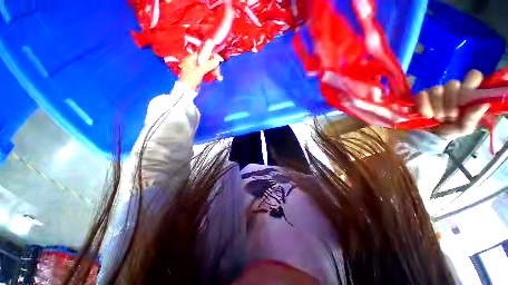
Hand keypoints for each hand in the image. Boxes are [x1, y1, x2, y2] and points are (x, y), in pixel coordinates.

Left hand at [179, 40, 223, 89]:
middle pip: (208, 60)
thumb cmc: (190, 80)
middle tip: (218, 74)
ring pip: (209, 67)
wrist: (186, 91)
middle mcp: (195, 61)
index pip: (204, 53)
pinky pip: (209, 72)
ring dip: (215, 71)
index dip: (212, 56)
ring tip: (219, 78)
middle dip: (214, 66)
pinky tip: (218, 78)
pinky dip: (213, 74)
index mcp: (192, 58)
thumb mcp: (199, 72)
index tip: (220, 61)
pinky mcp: (201, 74)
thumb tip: (217, 59)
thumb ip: (208, 65)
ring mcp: (198, 68)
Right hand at [416, 69, 490, 138]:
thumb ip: (473, 117)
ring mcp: (435, 91)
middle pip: (453, 84)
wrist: (426, 138)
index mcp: (466, 94)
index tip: (465, 102)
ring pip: (436, 90)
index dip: (470, 85)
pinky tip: (427, 115)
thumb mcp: (464, 128)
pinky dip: (424, 107)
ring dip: (437, 108)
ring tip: (438, 118)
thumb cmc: (448, 132)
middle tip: (449, 117)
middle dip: (450, 104)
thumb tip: (483, 103)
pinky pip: (422, 95)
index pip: (473, 76)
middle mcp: (452, 89)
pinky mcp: (420, 96)